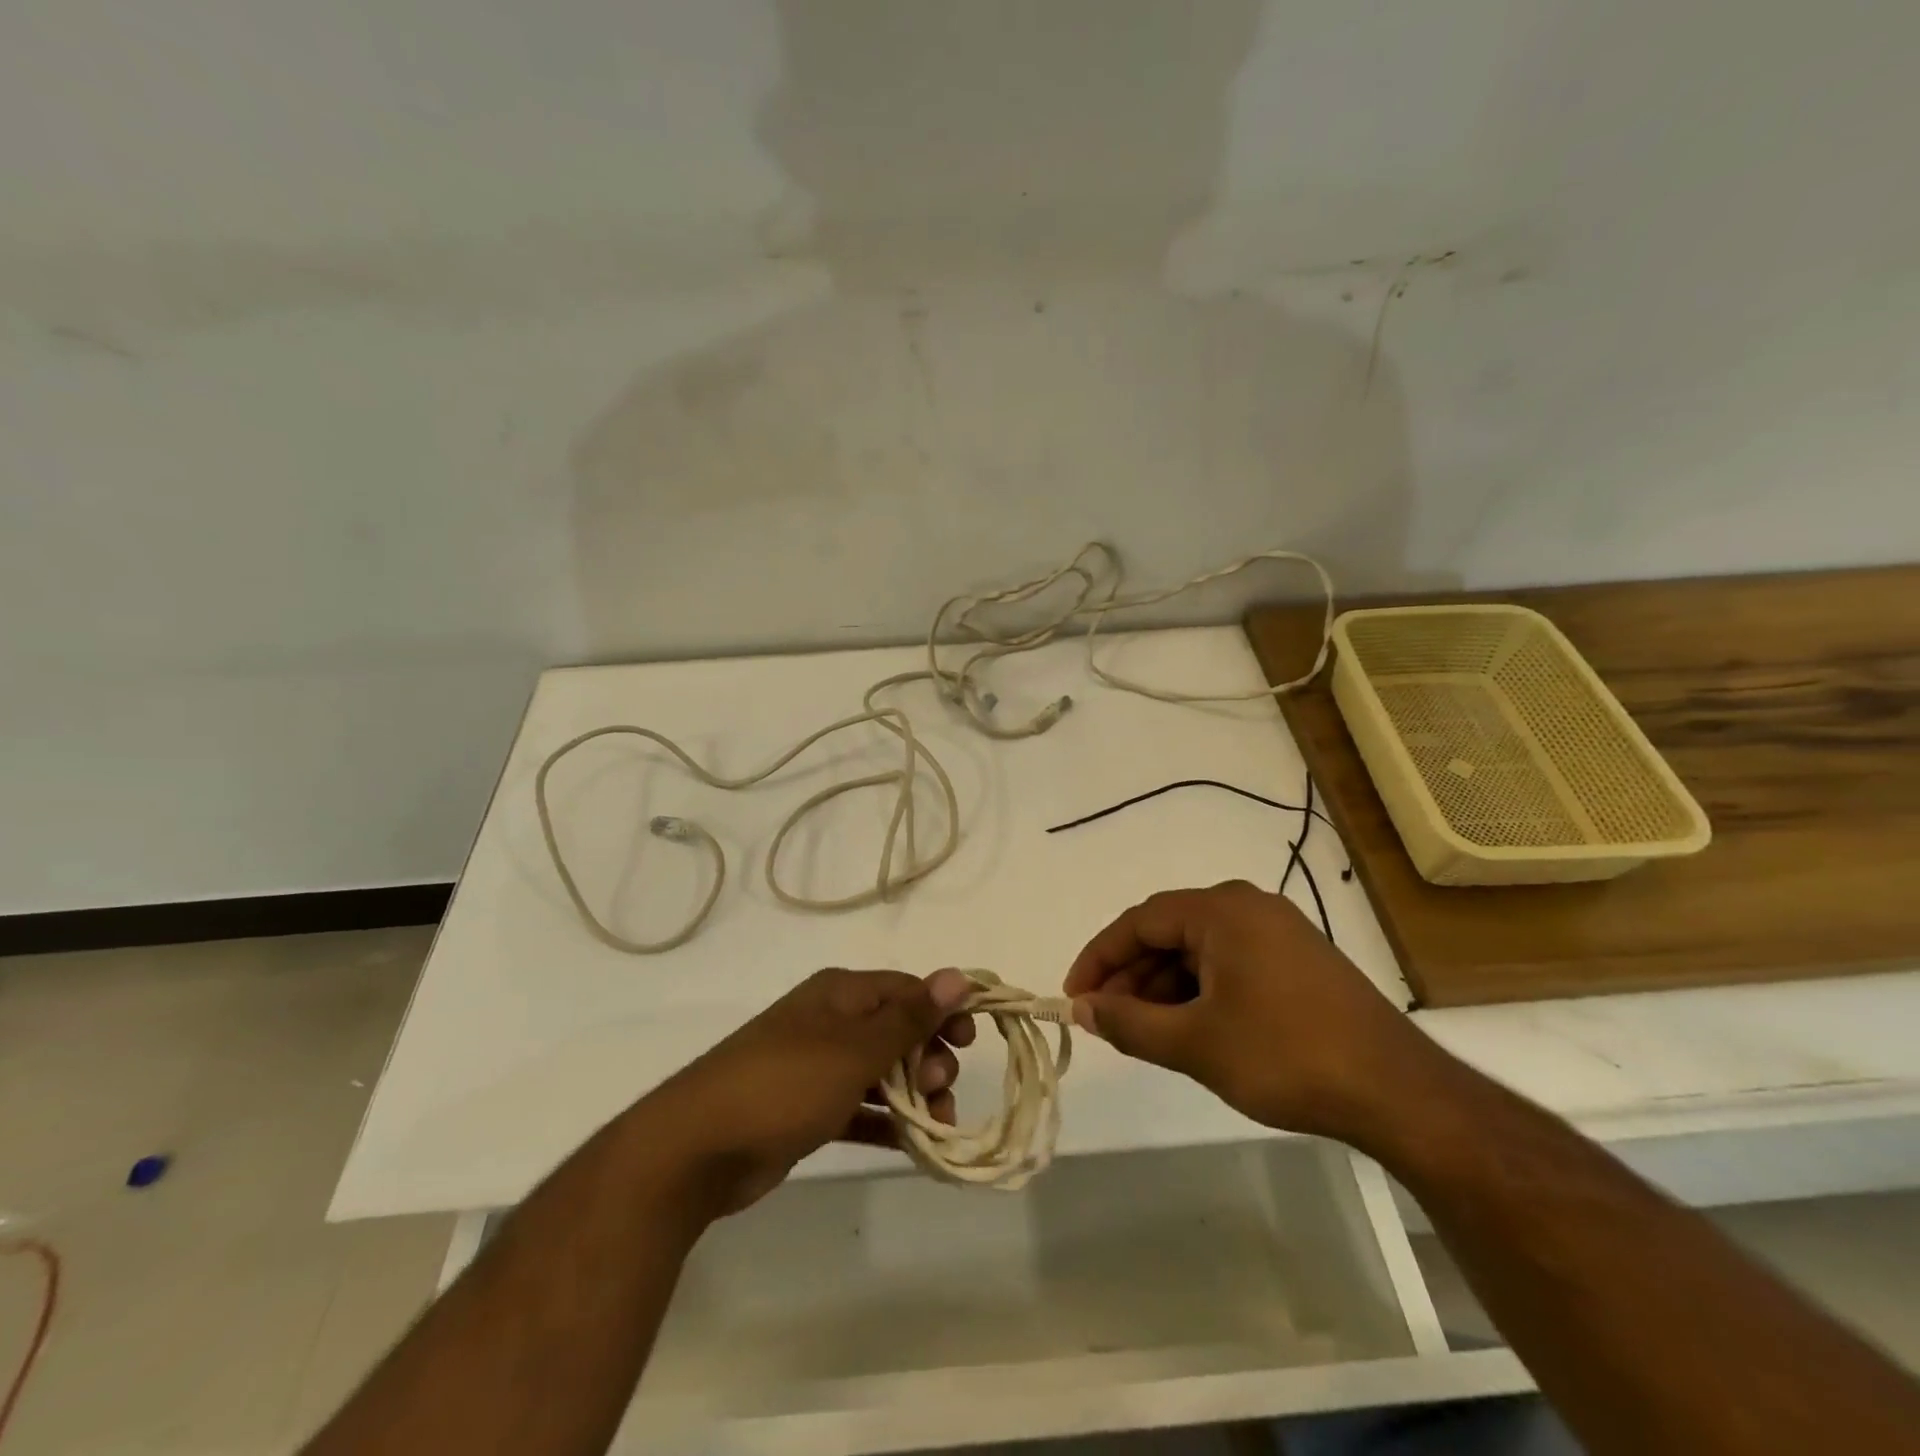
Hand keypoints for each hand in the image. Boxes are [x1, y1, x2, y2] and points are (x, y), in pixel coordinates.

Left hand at [646, 968, 975, 1215]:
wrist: (697, 1148)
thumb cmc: (785, 1084)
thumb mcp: (855, 1049)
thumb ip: (909, 1017)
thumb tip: (958, 976)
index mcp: (841, 994)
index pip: (907, 989)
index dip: (943, 1010)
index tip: (971, 1041)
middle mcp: (831, 1022)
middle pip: (897, 1031)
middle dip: (928, 1058)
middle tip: (939, 1091)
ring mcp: (816, 1066)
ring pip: (881, 1072)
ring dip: (913, 1095)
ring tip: (934, 1127)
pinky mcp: (806, 1109)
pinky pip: (859, 1108)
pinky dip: (884, 1122)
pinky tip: (912, 1145)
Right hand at [1064, 880, 1438, 1145]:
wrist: (1398, 1092)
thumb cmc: (1285, 1056)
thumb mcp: (1194, 1043)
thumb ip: (1128, 1023)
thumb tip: (1082, 1008)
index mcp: (1221, 911)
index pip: (1139, 921)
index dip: (1100, 958)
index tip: (1074, 996)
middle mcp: (1248, 907)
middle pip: (1168, 933)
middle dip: (1131, 977)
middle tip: (1106, 1020)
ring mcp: (1278, 932)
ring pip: (1198, 951)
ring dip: (1163, 988)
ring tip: (1143, 1032)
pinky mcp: (1298, 961)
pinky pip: (1229, 964)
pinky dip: (1199, 992)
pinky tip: (1189, 1029)